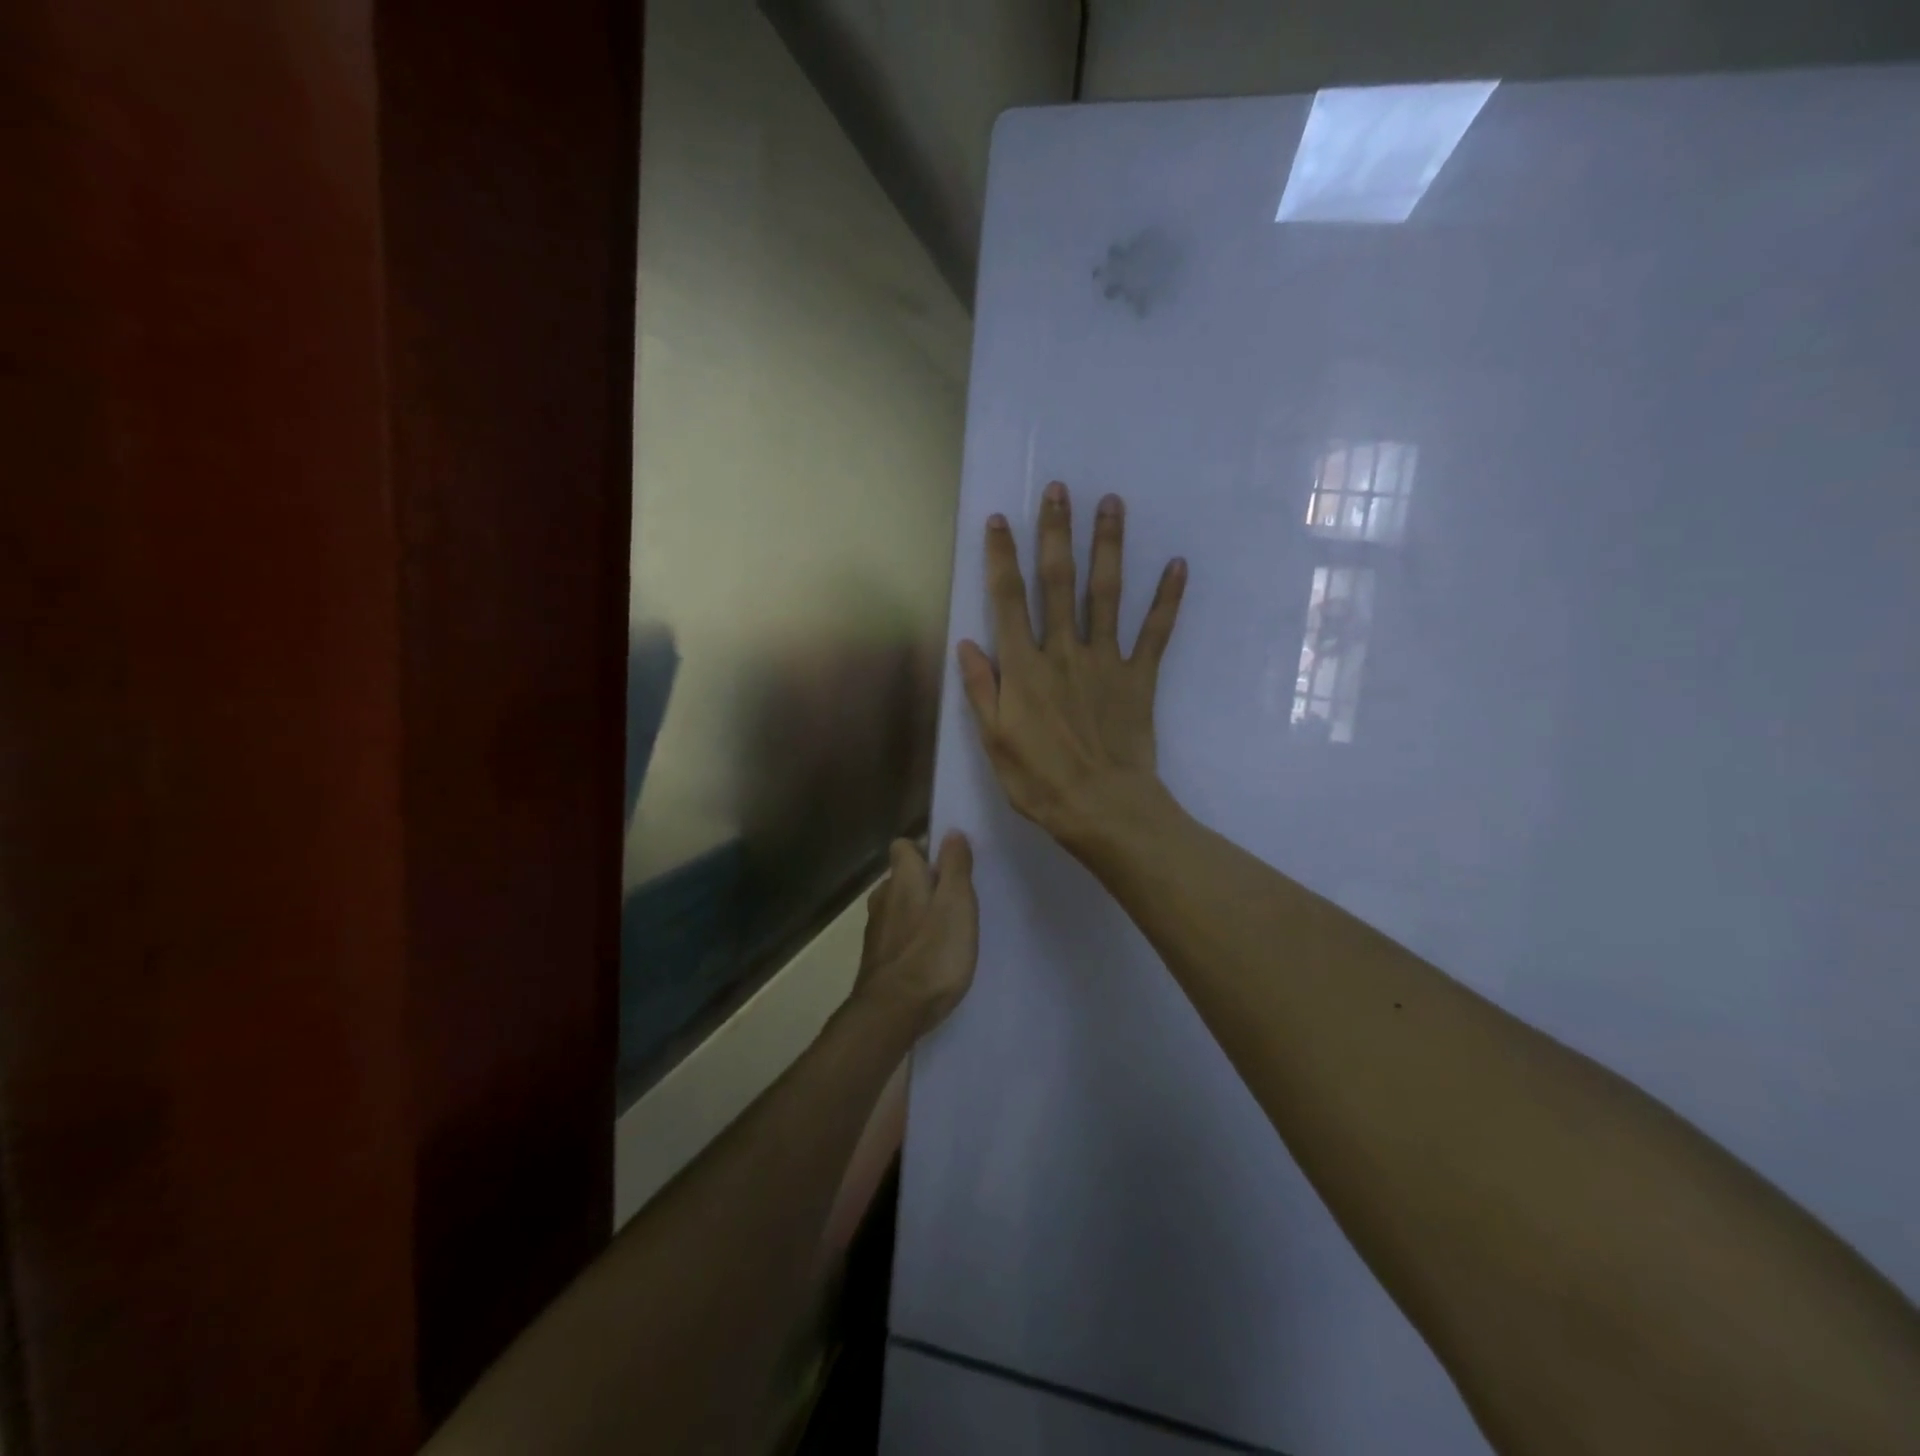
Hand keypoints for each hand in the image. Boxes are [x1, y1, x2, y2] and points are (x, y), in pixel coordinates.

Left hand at [853, 834, 978, 1035]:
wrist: (893, 1012)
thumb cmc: (933, 952)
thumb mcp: (957, 904)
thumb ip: (955, 866)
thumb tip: (951, 832)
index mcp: (902, 879)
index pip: (903, 846)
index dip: (924, 850)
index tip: (948, 864)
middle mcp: (883, 898)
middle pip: (900, 878)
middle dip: (923, 883)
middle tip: (954, 900)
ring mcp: (875, 930)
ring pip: (896, 908)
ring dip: (916, 913)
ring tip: (944, 930)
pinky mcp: (876, 959)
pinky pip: (895, 936)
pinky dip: (909, 939)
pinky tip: (928, 957)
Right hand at [957, 482, 1185, 846]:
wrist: (1102, 807)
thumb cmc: (1040, 781)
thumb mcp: (994, 741)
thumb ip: (981, 689)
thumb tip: (967, 644)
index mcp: (1023, 668)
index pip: (1008, 601)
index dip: (1002, 558)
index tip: (999, 520)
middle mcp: (1063, 651)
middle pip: (1058, 582)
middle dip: (1056, 533)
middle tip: (1060, 489)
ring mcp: (1105, 661)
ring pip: (1106, 594)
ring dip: (1108, 547)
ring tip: (1112, 503)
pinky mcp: (1139, 677)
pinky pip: (1155, 633)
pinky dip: (1167, 600)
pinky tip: (1176, 565)